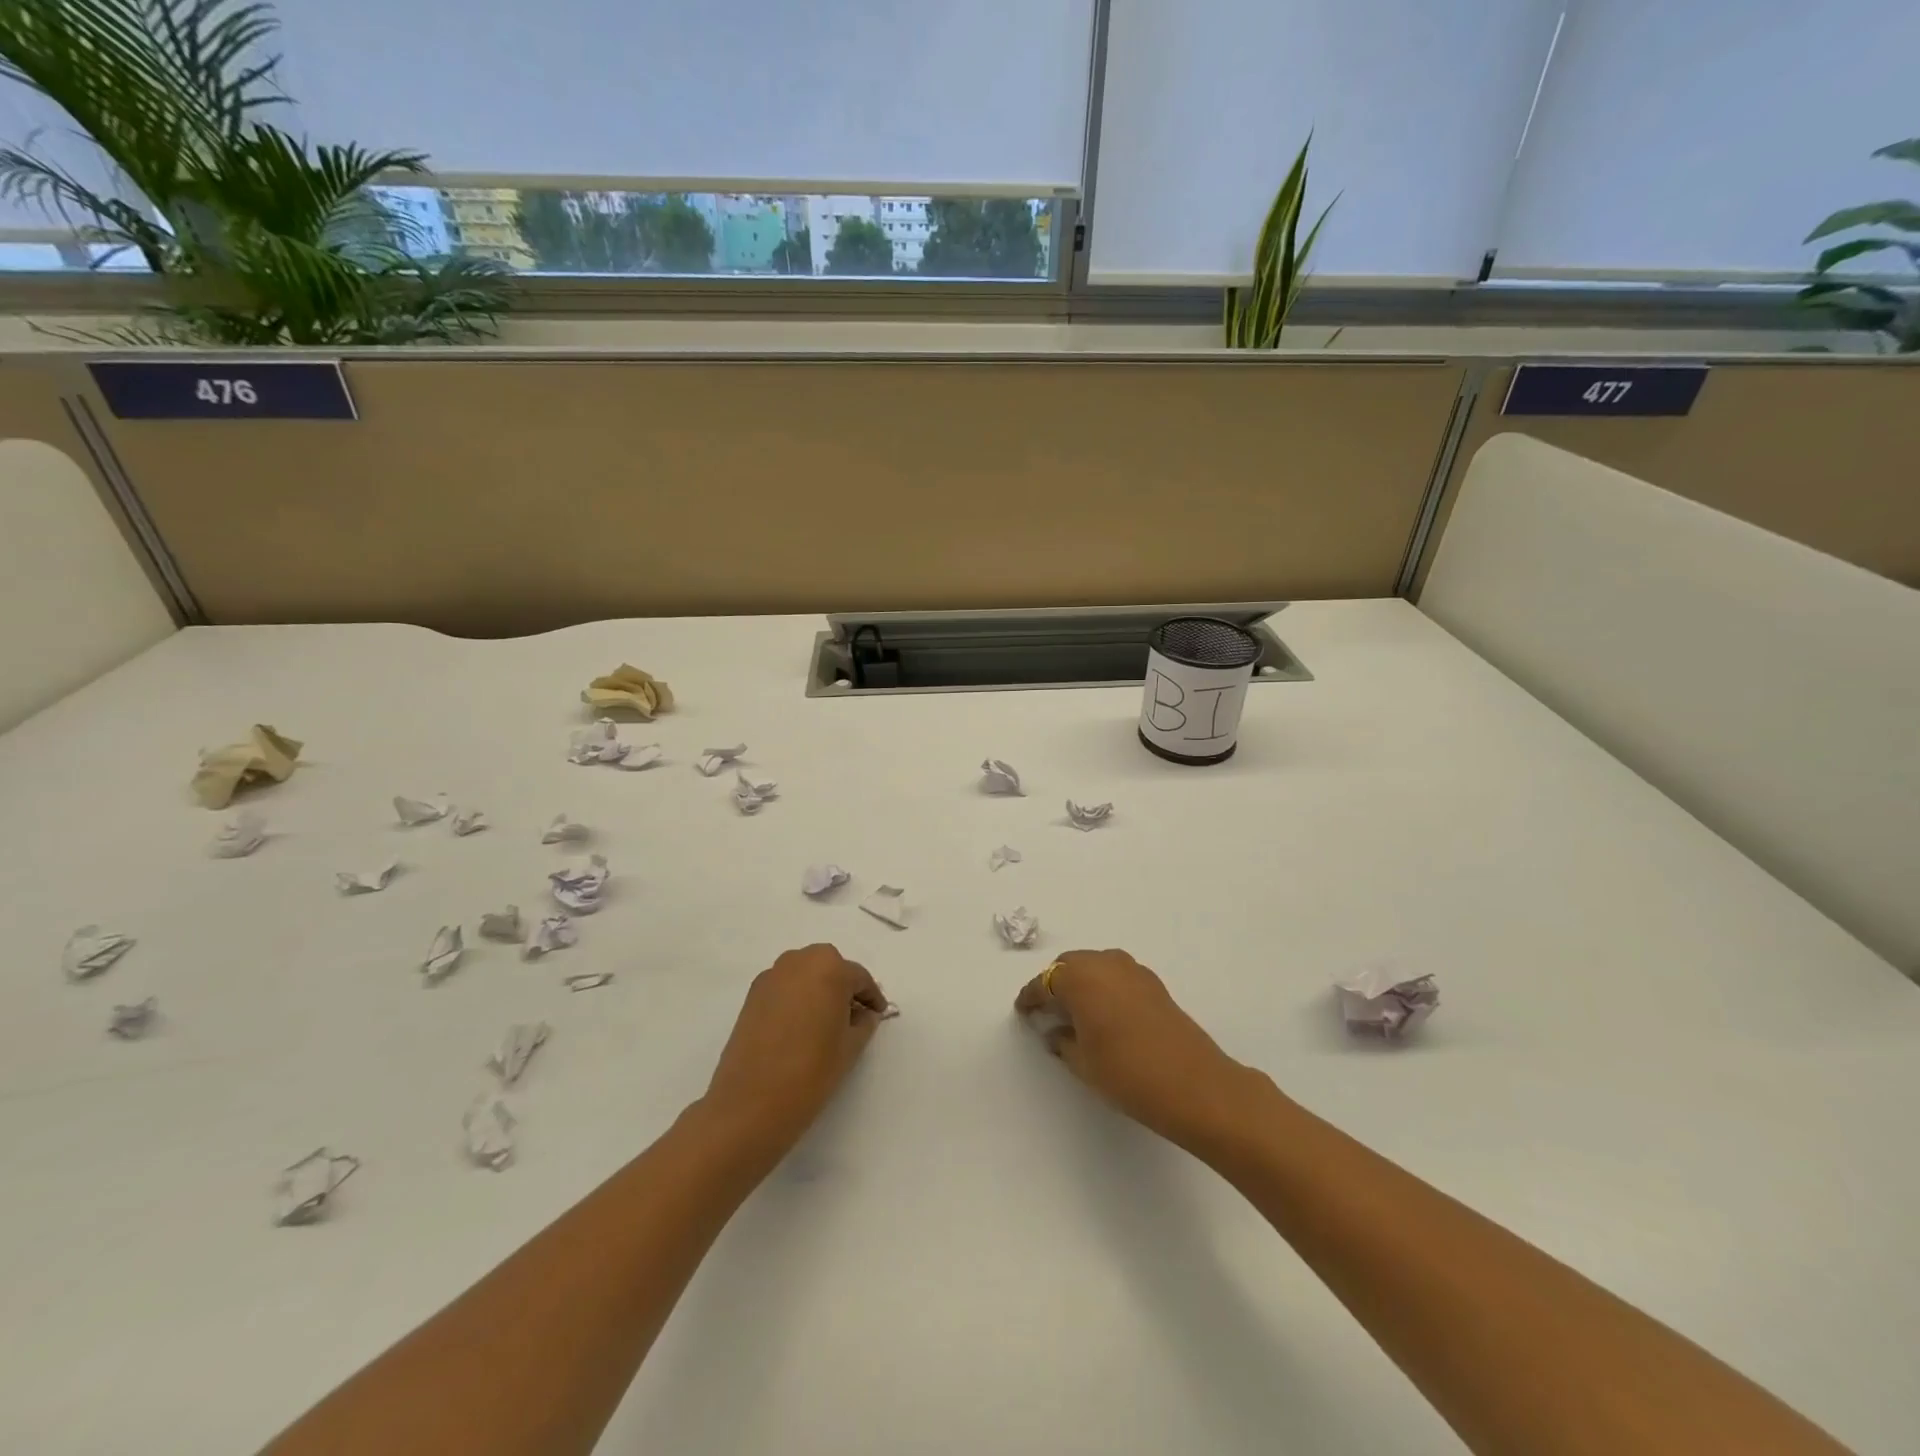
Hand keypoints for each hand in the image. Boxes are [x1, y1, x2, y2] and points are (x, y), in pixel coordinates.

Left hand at [702, 944, 888, 1153]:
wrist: (751, 1103)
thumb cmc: (811, 1071)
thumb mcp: (851, 1047)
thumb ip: (864, 1022)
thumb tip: (863, 1014)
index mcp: (830, 968)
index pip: (859, 978)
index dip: (871, 998)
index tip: (878, 1014)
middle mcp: (799, 961)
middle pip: (830, 968)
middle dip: (843, 988)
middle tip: (852, 1016)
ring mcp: (772, 976)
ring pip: (805, 975)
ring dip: (818, 990)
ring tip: (825, 1022)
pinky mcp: (752, 995)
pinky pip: (784, 987)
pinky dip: (796, 999)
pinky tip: (800, 1027)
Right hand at [1015, 949, 1259, 1150]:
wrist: (1195, 1085)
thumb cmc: (1127, 1073)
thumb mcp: (1083, 1062)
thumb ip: (1063, 1041)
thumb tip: (1056, 1030)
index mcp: (1080, 978)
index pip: (1045, 982)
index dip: (1031, 997)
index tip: (1023, 1010)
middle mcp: (1105, 963)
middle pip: (1070, 965)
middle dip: (1056, 984)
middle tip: (1047, 1010)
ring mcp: (1133, 970)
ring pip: (1096, 966)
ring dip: (1082, 982)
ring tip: (1076, 1012)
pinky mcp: (1154, 984)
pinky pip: (1117, 975)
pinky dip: (1104, 987)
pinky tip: (1105, 1013)